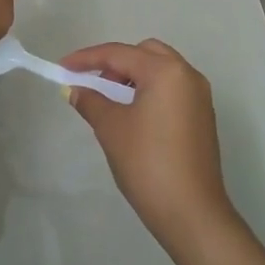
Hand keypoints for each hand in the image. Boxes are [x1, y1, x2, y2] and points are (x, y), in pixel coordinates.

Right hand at [60, 39, 234, 254]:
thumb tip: (75, 90)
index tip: (62, 67)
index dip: (87, 58)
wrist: (190, 211)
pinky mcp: (202, 116)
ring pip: (161, 70)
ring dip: (133, 76)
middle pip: (145, 53)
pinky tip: (133, 115)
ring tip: (110, 101)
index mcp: (166, 72)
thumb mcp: (111, 128)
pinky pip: (172, 89)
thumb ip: (91, 101)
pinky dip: (150, 91)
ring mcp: (199, 96)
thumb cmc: (147, 162)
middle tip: (93, 84)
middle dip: (115, 63)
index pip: (119, 54)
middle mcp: (188, 75)